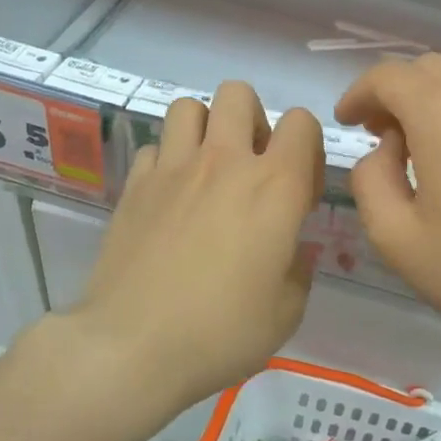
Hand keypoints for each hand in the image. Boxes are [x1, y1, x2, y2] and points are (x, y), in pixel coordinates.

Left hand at [71, 82, 323, 413]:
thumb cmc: (222, 331)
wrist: (133, 347)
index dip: (307, 148)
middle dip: (252, 119)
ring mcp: (173, 168)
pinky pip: (155, 147)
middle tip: (251, 167)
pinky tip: (169, 197)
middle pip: (238, 93)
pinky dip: (168, 161)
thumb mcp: (287, 311)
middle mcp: (224, 162)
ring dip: (206, 128)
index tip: (299, 191)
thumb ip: (298, 267)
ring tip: (208, 169)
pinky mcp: (134, 185)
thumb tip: (290, 249)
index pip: (301, 122)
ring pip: (189, 106)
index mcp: (275, 186)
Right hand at [336, 55, 440, 371]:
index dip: (358, 94)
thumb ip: (370, 180)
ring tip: (414, 148)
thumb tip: (384, 151)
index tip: (345, 124)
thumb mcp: (396, 237)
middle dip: (392, 94)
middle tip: (376, 137)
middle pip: (425, 70)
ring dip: (427, 100)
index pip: (388, 76)